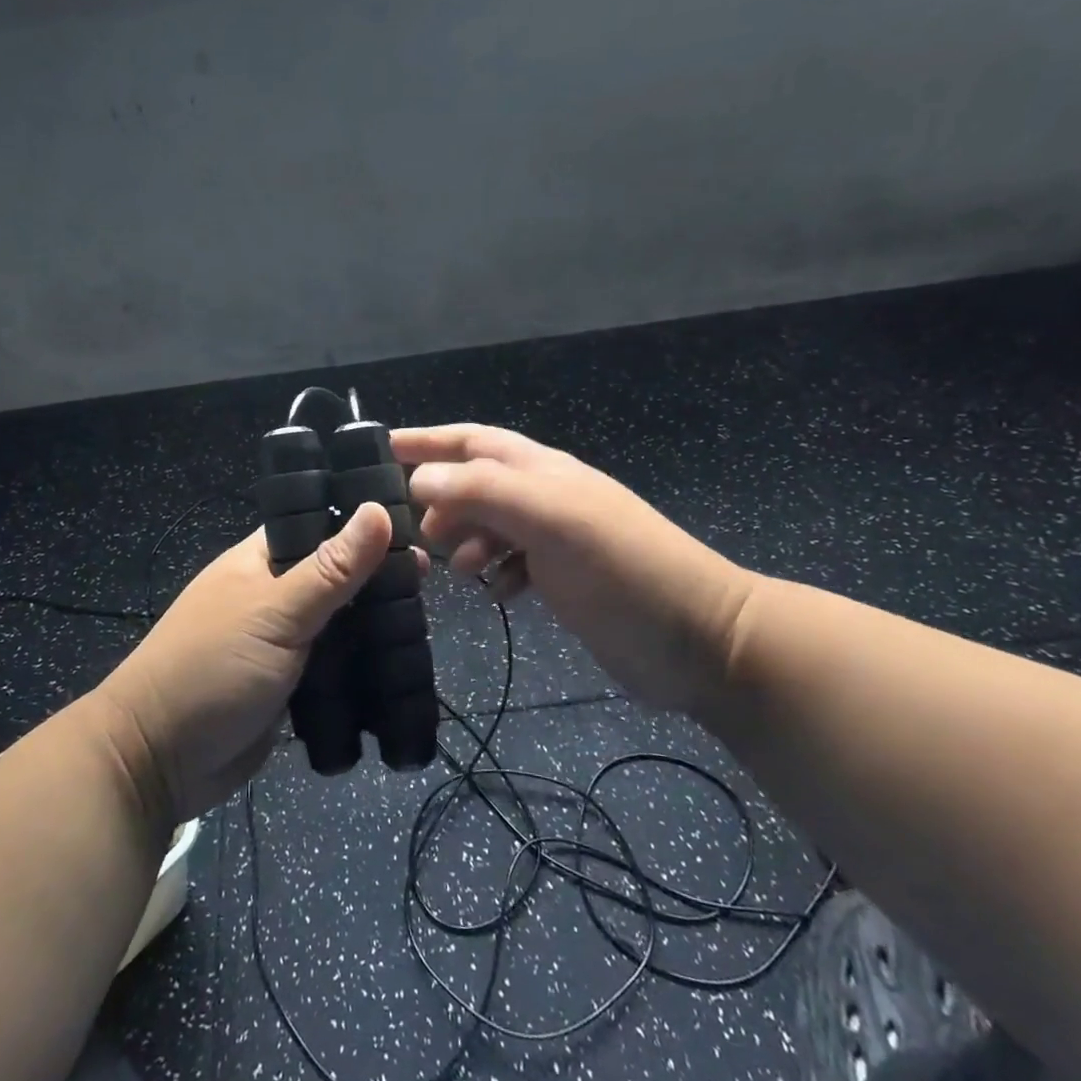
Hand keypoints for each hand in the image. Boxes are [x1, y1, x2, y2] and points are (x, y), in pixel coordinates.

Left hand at [94, 505, 402, 821]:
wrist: (157, 760)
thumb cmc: (212, 668)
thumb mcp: (275, 613)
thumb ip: (330, 568)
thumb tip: (378, 509)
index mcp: (260, 560)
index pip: (318, 524)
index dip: (360, 522)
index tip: (413, 525)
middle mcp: (272, 594)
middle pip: (334, 575)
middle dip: (375, 578)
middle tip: (429, 580)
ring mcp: (280, 641)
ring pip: (337, 622)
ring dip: (371, 623)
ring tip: (423, 618)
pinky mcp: (288, 685)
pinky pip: (332, 665)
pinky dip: (359, 663)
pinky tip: (399, 661)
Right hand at [394, 424, 753, 712]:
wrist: (701, 640)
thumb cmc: (623, 569)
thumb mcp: (552, 519)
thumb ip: (485, 491)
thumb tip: (420, 479)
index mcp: (542, 470)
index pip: (472, 440)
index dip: (426, 440)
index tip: (379, 450)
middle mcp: (545, 496)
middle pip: (475, 482)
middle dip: (439, 498)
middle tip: (410, 530)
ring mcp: (556, 538)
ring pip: (489, 524)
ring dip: (463, 538)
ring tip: (453, 567)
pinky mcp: (564, 578)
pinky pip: (511, 562)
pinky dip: (493, 571)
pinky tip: (494, 591)